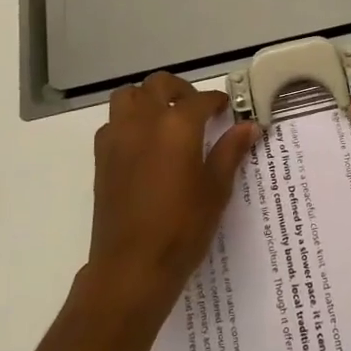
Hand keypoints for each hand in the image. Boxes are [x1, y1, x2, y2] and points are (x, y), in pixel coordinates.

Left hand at [86, 73, 258, 307]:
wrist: (132, 266)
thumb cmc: (182, 228)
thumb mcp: (216, 189)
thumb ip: (230, 151)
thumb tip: (248, 127)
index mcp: (177, 125)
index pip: (200, 99)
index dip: (216, 102)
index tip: (226, 111)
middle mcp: (144, 121)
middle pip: (159, 85)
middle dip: (180, 90)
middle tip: (196, 109)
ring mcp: (118, 136)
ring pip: (129, 96)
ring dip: (148, 98)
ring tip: (165, 118)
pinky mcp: (101, 156)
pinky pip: (114, 122)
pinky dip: (129, 120)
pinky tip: (143, 144)